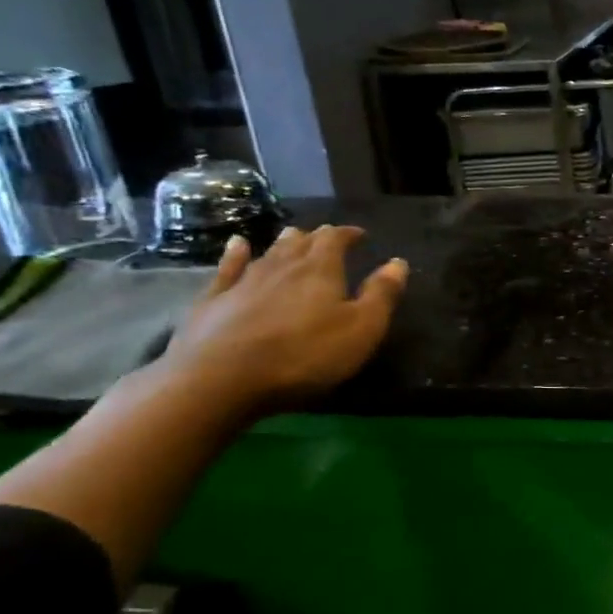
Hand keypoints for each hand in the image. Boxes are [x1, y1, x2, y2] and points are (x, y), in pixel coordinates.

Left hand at [160, 224, 407, 416]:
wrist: (221, 379)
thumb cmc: (304, 355)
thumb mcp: (361, 329)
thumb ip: (381, 295)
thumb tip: (398, 262)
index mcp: (320, 269)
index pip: (336, 239)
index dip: (348, 234)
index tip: (359, 235)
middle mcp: (282, 266)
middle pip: (301, 242)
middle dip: (317, 237)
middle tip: (327, 238)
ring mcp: (244, 281)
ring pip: (269, 252)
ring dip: (284, 242)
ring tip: (293, 235)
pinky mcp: (214, 300)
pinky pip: (228, 268)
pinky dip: (235, 254)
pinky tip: (237, 245)